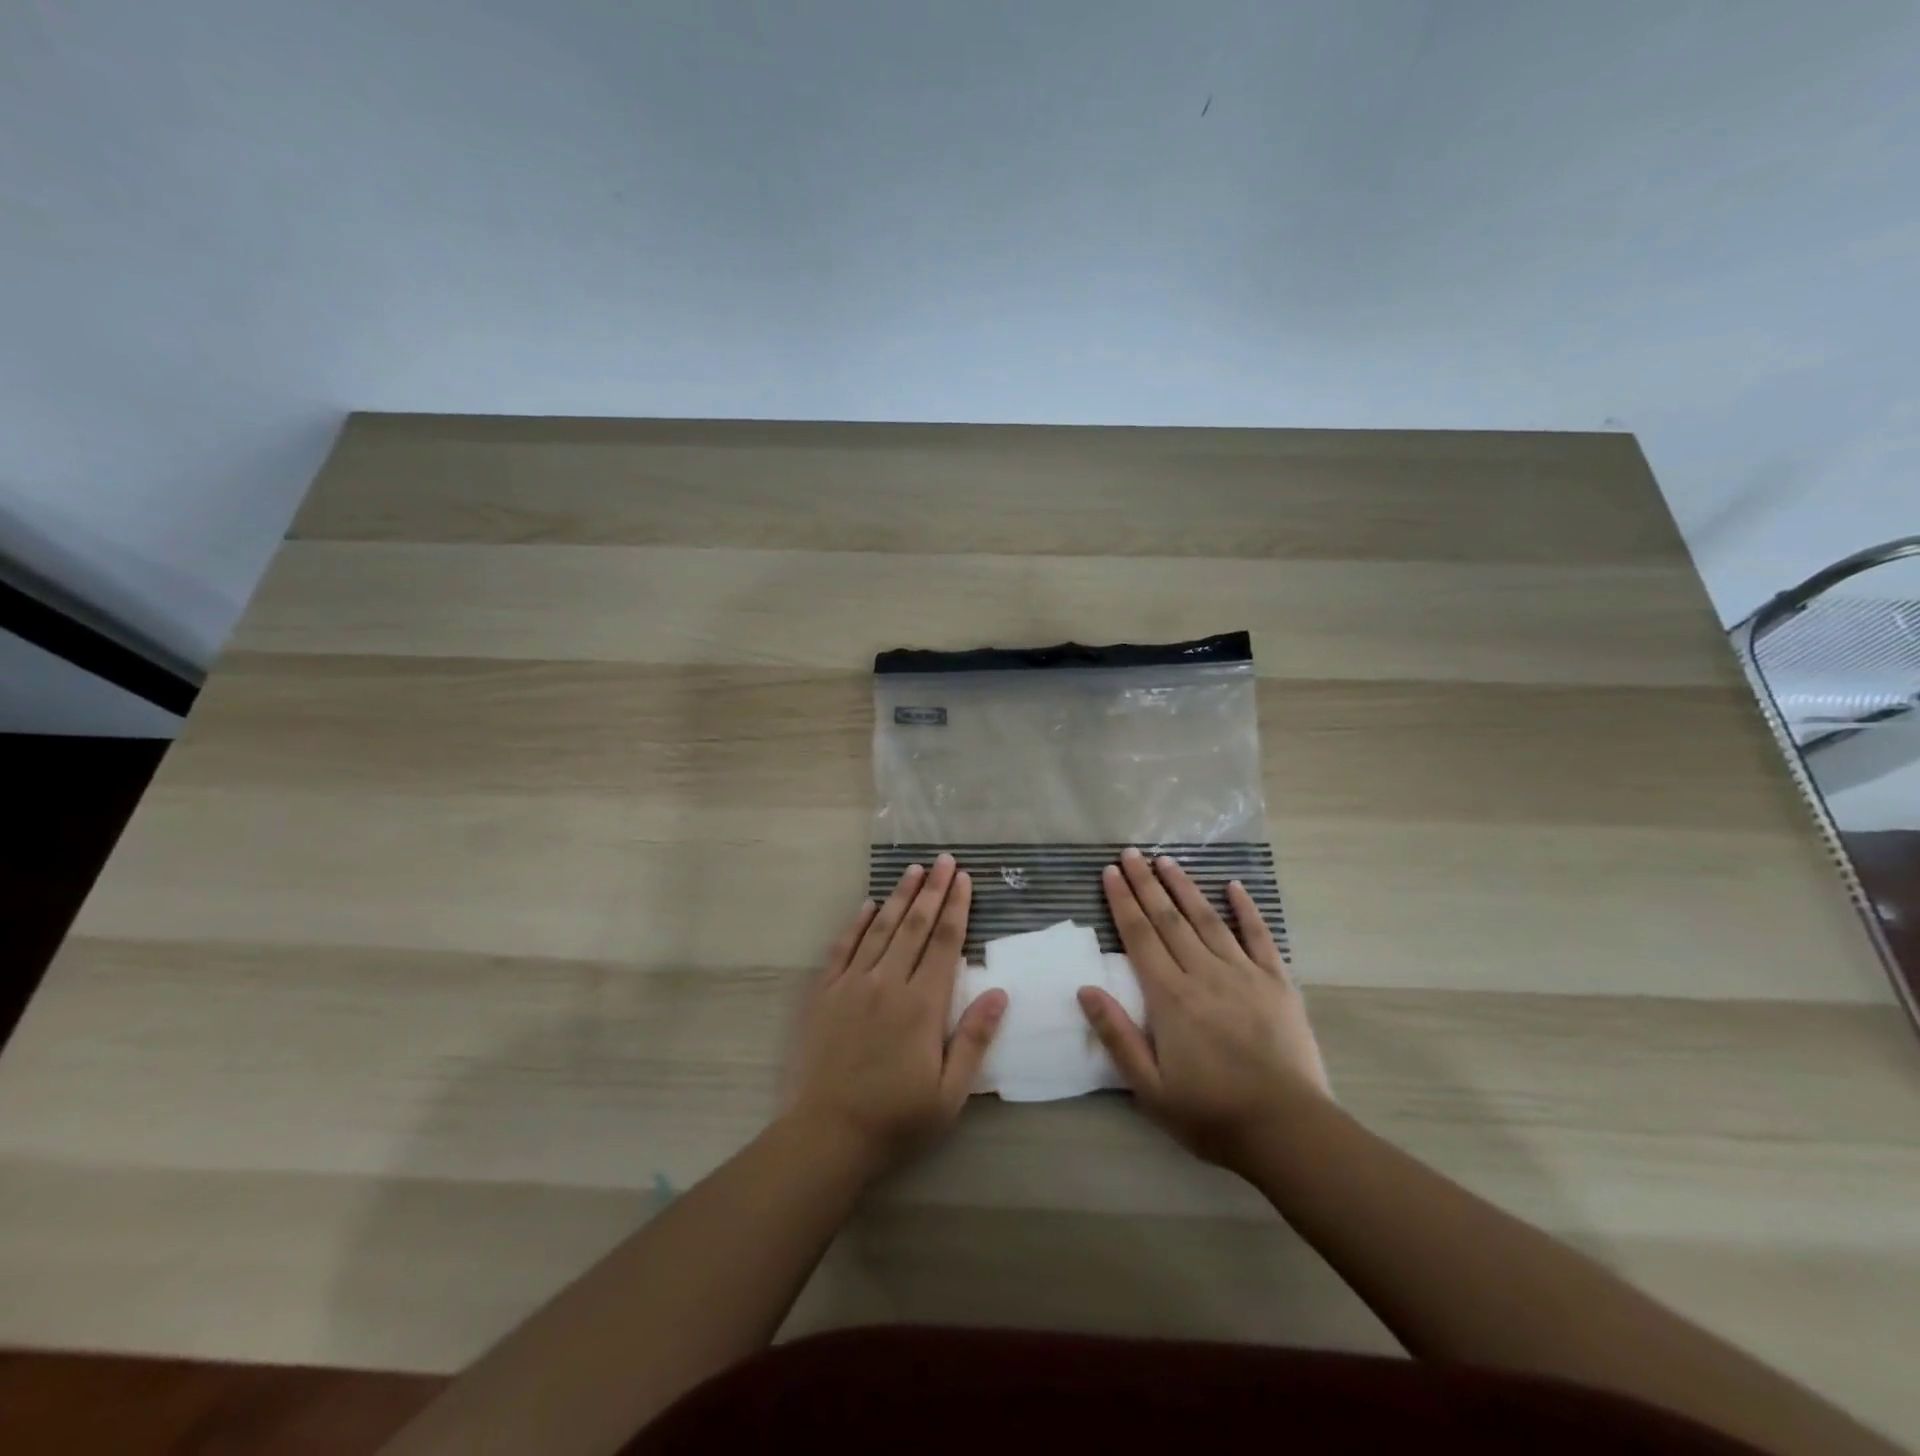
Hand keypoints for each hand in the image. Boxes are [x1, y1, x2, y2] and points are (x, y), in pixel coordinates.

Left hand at [784, 854, 1006, 1173]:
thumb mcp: (949, 1093)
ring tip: (914, 870)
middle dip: (933, 889)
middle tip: (944, 859)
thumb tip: (999, 992)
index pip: (945, 943)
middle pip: (915, 925)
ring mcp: (852, 984)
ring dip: (899, 896)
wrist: (826, 1135)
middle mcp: (888, 983)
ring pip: (881, 929)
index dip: (957, 907)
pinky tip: (868, 904)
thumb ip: (974, 1039)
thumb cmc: (896, 1119)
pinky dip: (857, 923)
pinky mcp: (824, 993)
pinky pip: (843, 947)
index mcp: (923, 1005)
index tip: (964, 879)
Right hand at [1078, 848, 1330, 1171]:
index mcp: (1170, 997)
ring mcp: (1243, 974)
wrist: (1288, 1130)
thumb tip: (1085, 988)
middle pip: (1168, 919)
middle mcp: (1203, 973)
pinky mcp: (1277, 982)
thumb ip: (1117, 1035)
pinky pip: (1258, 936)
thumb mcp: (1150, 1088)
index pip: (1139, 937)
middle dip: (1146, 883)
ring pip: (1207, 919)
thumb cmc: (1211, 1113)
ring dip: (1184, 887)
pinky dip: (1245, 909)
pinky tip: (1234, 886)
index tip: (1110, 873)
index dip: (1122, 902)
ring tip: (1166, 860)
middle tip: (1130, 853)